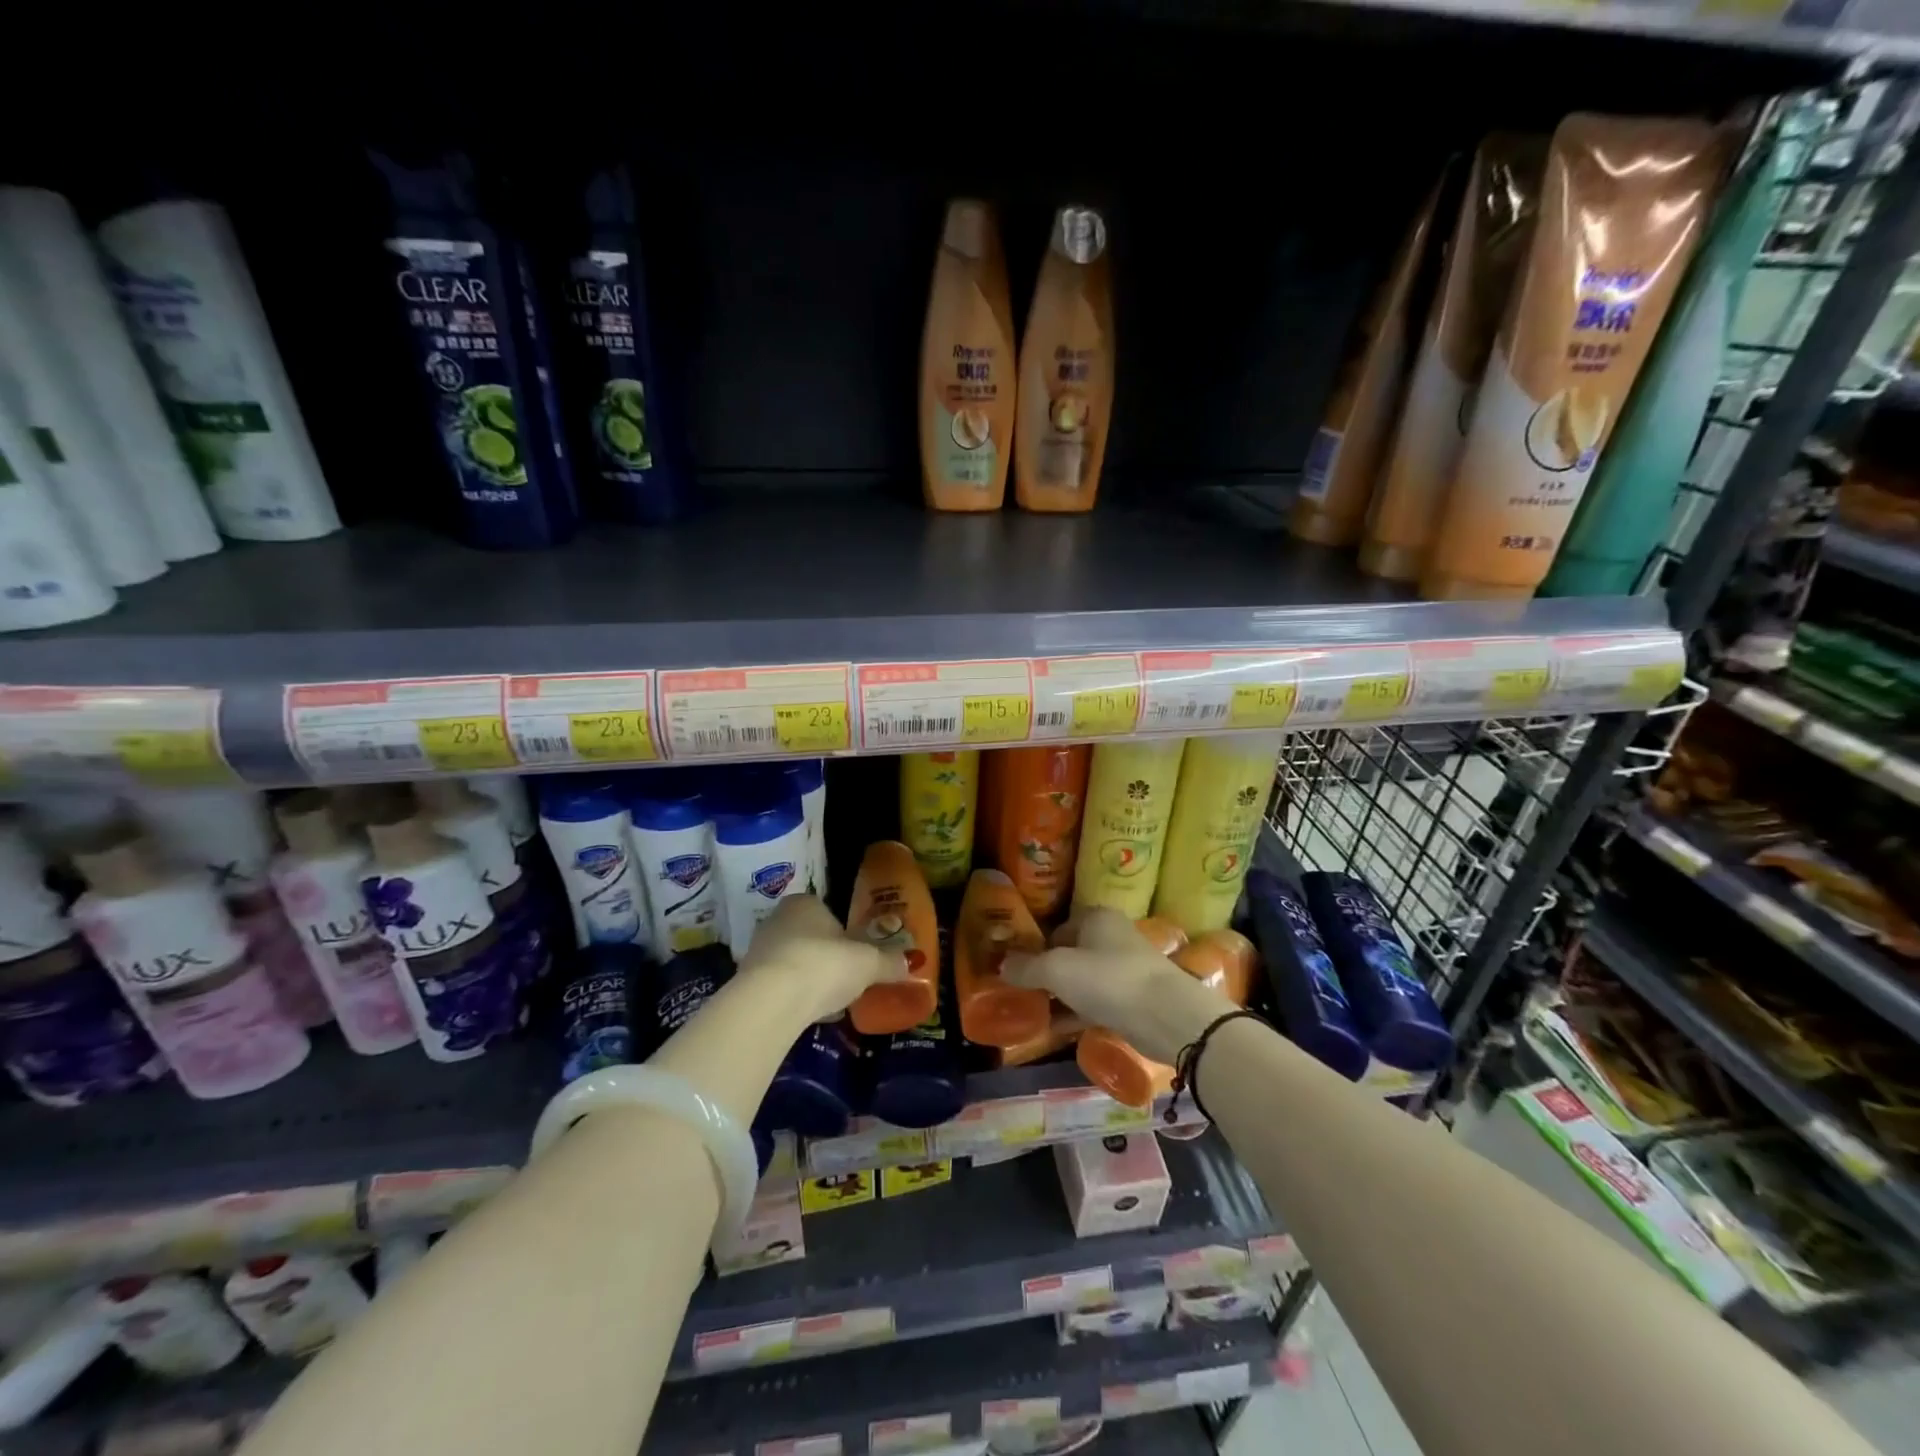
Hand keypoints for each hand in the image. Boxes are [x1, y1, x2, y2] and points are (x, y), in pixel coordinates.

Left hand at [736, 895, 910, 1025]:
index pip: (827, 912)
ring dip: (808, 978)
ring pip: (792, 961)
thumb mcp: (868, 963)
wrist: (771, 1001)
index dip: (844, 934)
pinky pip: (778, 985)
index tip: (856, 956)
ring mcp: (758, 949)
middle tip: (845, 979)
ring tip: (828, 1001)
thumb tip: (913, 962)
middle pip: (809, 937)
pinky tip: (805, 1014)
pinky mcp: (746, 981)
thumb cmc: (824, 965)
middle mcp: (777, 919)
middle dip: (825, 957)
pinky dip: (792, 996)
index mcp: (805, 903)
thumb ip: (889, 961)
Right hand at [1002, 908, 1236, 1063]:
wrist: (1168, 1017)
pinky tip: (1057, 1030)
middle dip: (1047, 974)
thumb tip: (1002, 965)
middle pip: (1070, 953)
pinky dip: (1077, 1013)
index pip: (1057, 928)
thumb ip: (1028, 967)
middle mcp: (1113, 937)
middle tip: (1022, 993)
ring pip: (1084, 980)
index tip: (1017, 970)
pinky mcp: (1135, 1000)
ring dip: (1061, 996)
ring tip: (1034, 1013)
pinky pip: (1097, 1002)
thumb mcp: (1058, 970)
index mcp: (1096, 918)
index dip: (1036, 948)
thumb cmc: (1108, 979)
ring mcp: (1126, 969)